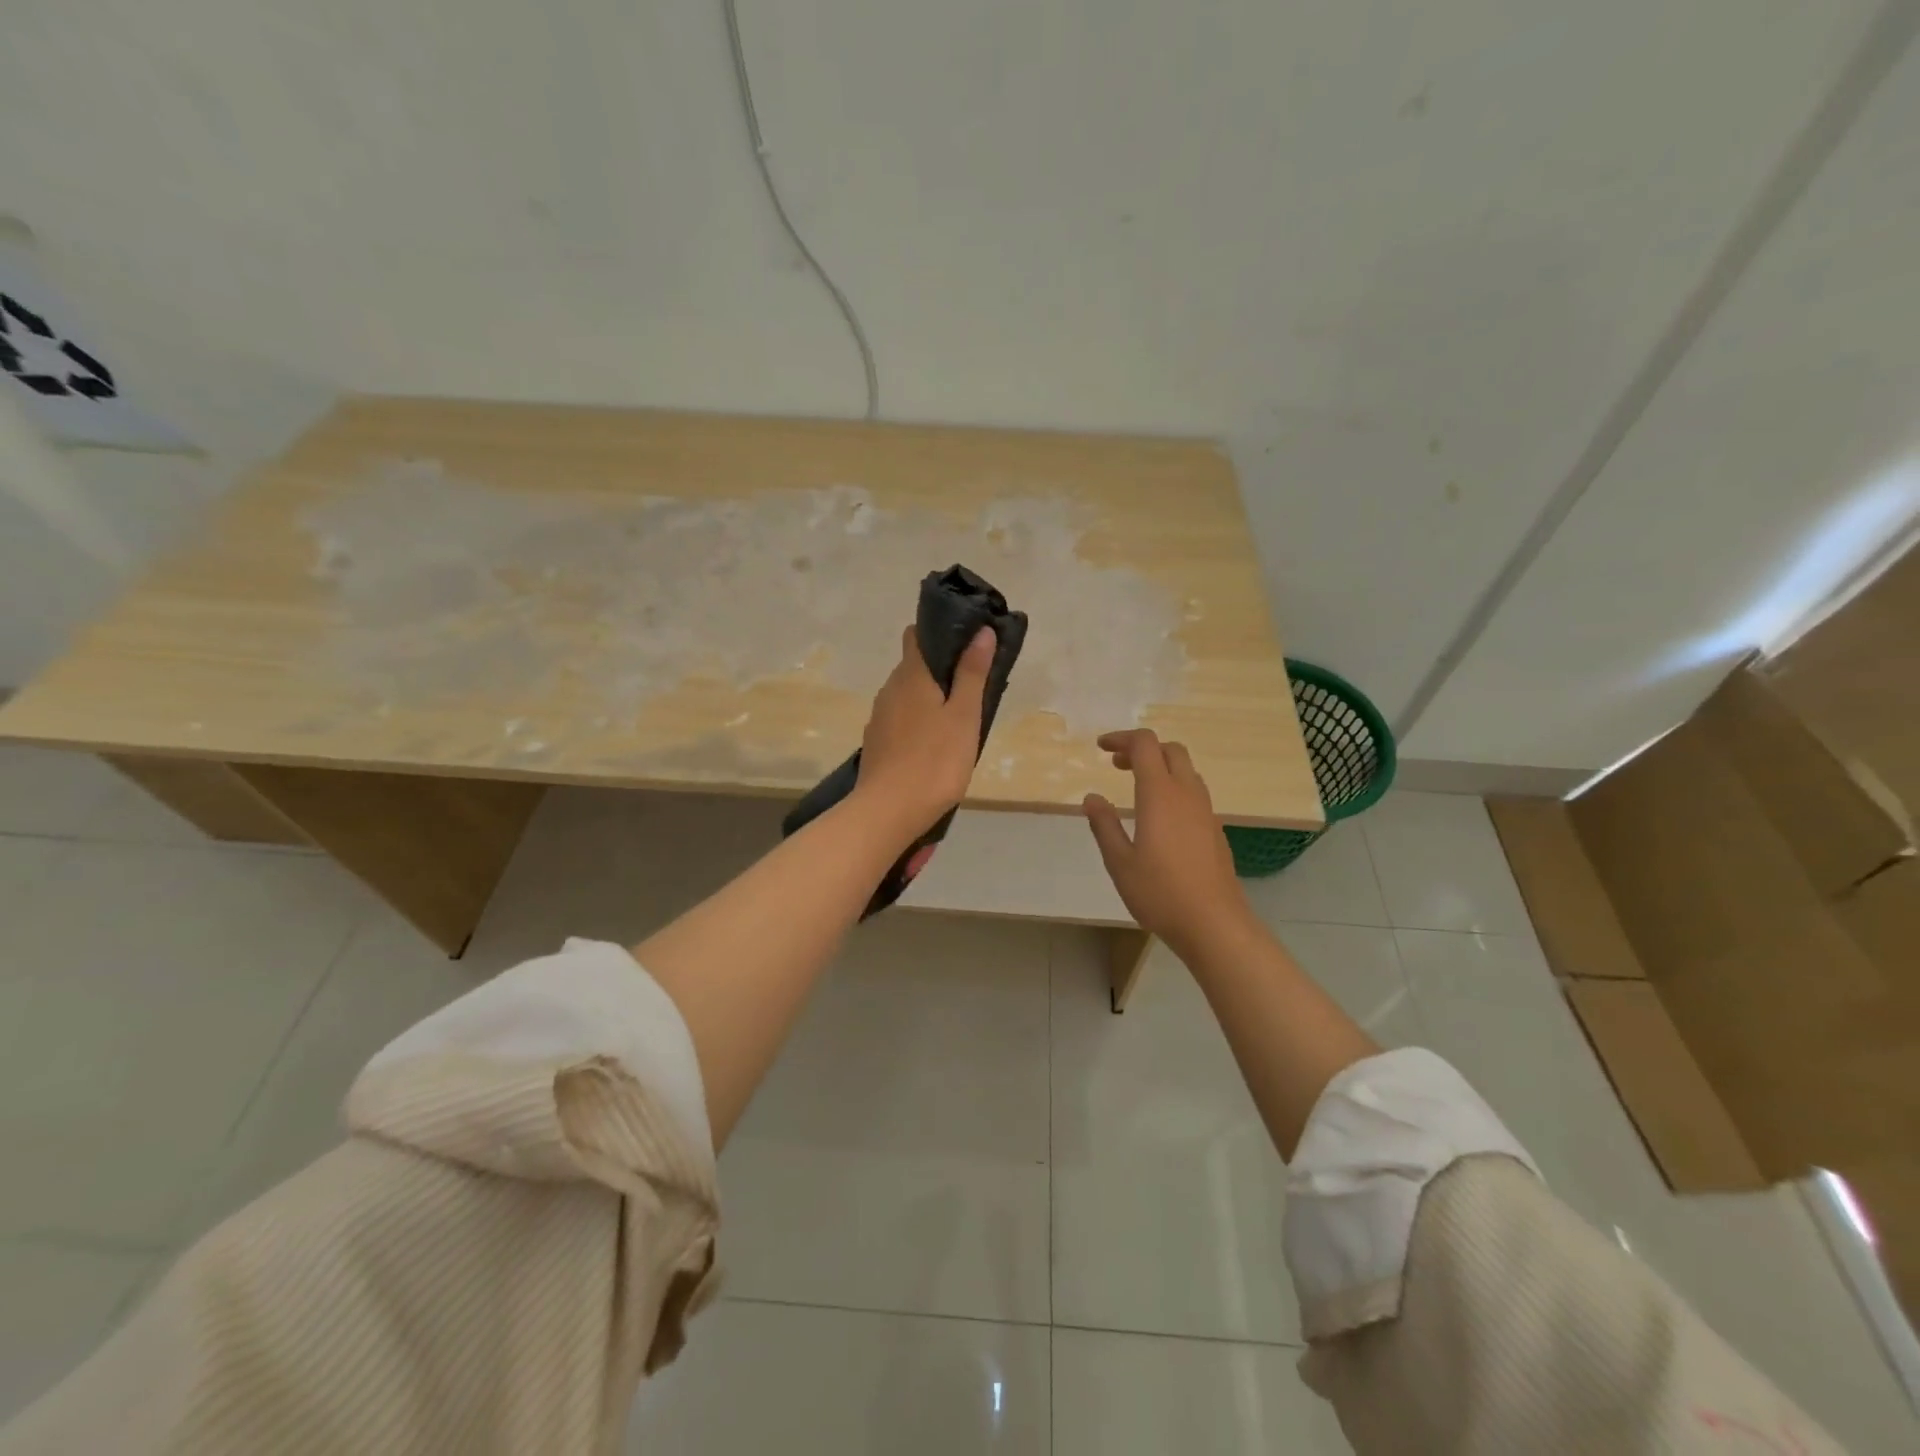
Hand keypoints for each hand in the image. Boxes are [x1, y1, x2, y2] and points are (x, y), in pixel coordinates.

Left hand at [853, 625, 994, 842]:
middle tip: (971, 684)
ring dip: (928, 698)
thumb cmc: (934, 760)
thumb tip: (982, 632)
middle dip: (939, 669)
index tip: (965, 642)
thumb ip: (971, 674)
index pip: (916, 635)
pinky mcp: (876, 744)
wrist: (889, 811)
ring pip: (906, 695)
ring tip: (956, 716)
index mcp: (911, 676)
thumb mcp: (963, 716)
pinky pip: (899, 720)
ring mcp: (879, 718)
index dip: (939, 633)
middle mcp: (890, 690)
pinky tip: (933, 743)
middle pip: (912, 666)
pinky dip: (916, 722)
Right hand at [1084, 730, 1251, 956]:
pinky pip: (1194, 792)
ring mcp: (1206, 811)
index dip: (1122, 738)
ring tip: (1136, 787)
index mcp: (1160, 794)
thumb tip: (1092, 798)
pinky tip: (1160, 816)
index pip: (1145, 745)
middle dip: (1143, 749)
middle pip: (1170, 749)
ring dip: (1161, 767)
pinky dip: (1174, 787)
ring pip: (1186, 770)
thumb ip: (1104, 825)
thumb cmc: (1160, 893)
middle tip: (1117, 765)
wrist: (1214, 923)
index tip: (1101, 748)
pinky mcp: (1215, 829)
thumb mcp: (1119, 862)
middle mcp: (1186, 794)